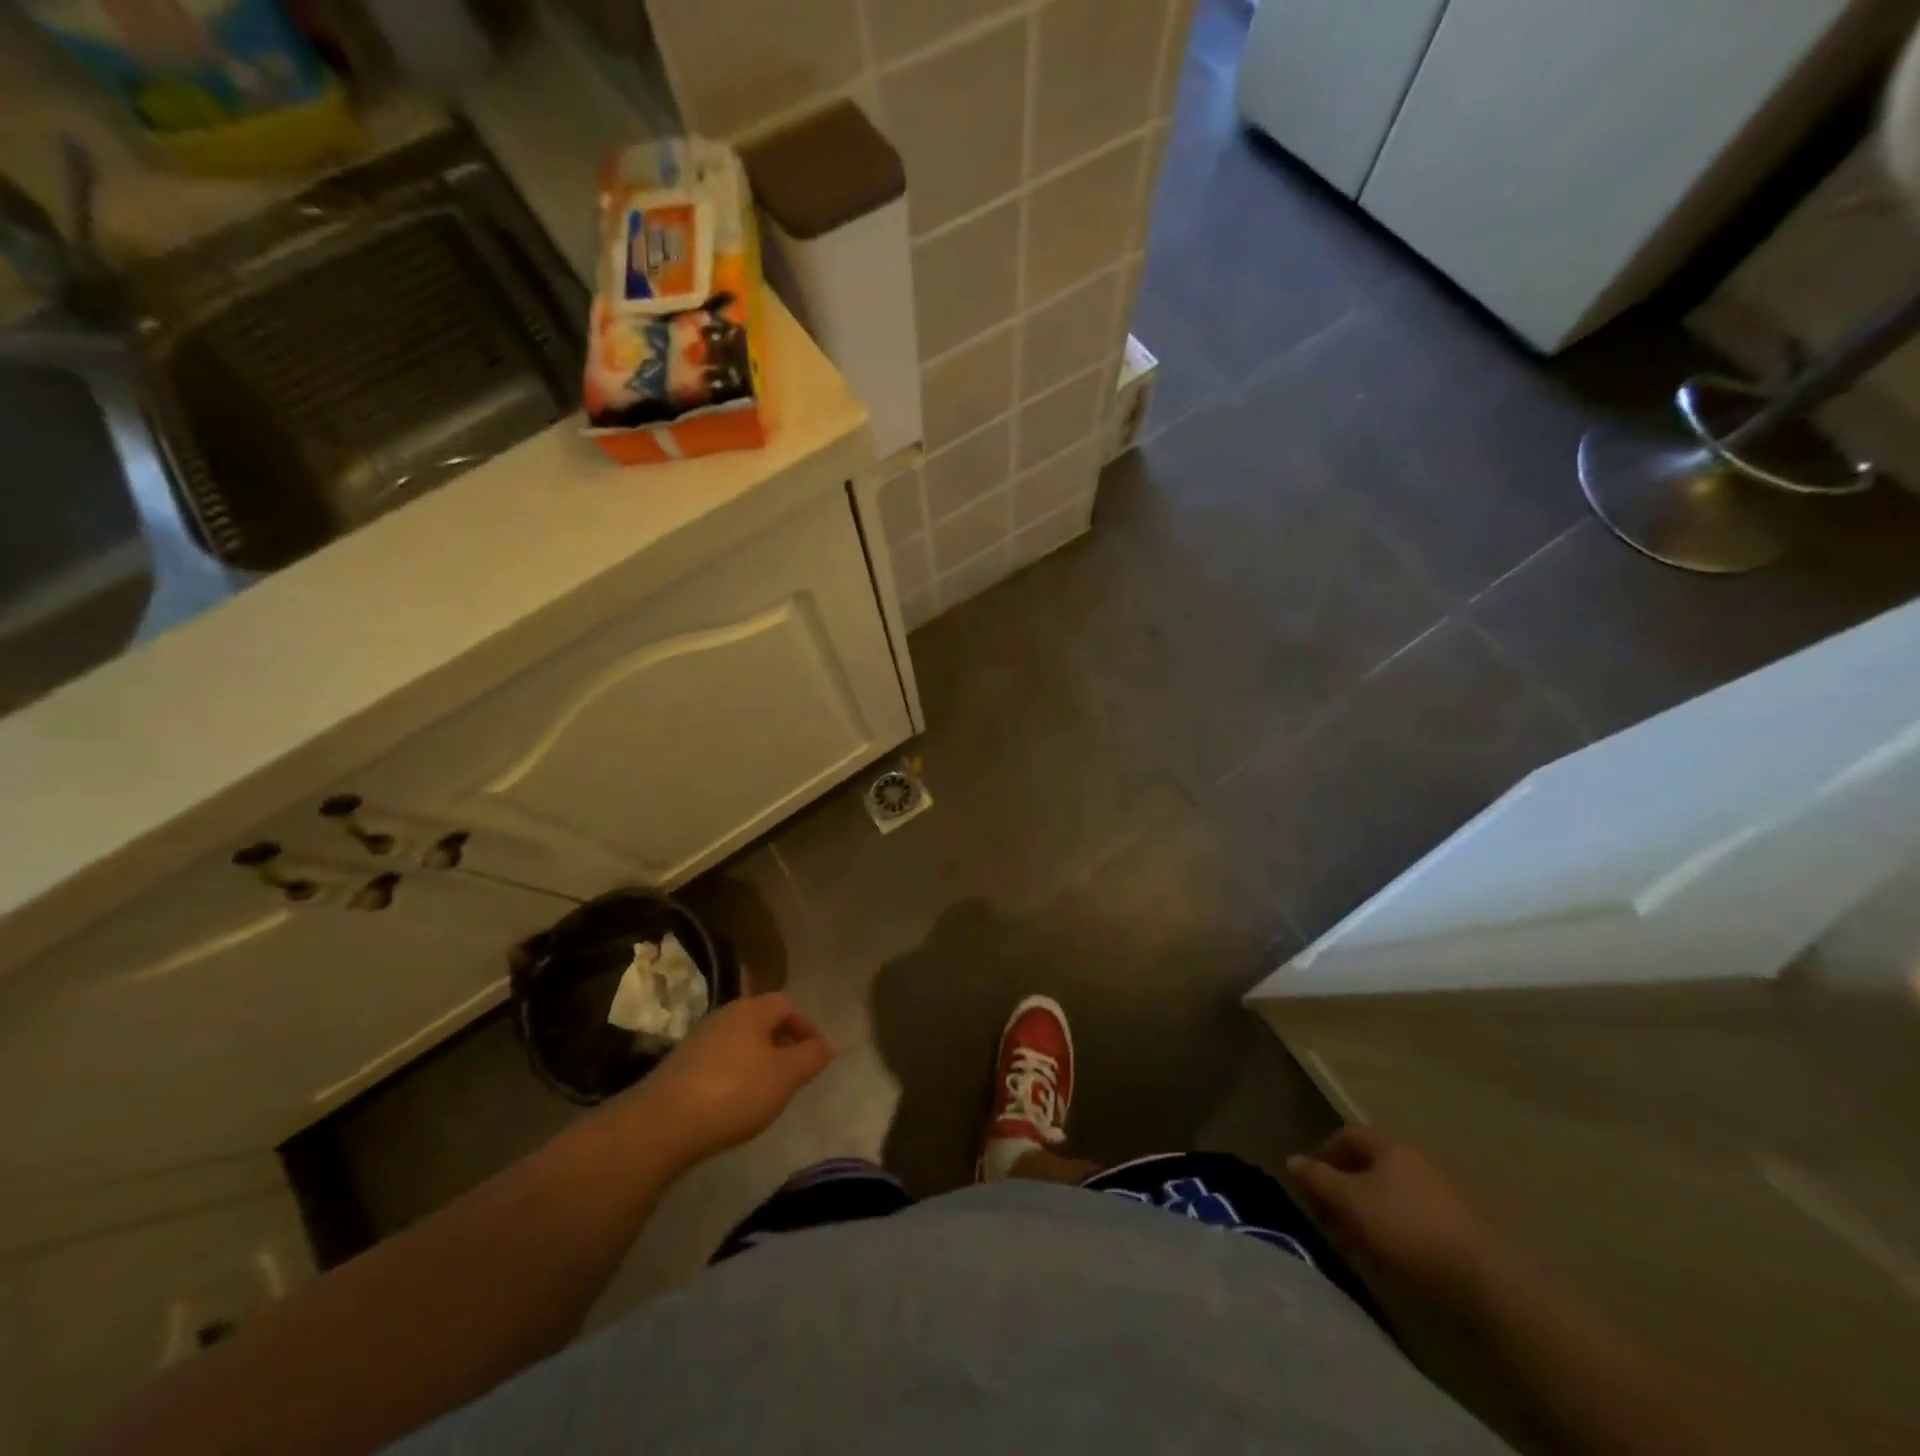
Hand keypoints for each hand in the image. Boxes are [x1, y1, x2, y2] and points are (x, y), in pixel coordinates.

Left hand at [630, 993, 833, 1166]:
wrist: (660, 1124)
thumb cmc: (733, 1092)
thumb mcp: (785, 1076)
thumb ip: (810, 1057)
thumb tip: (823, 1045)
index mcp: (751, 1010)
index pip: (786, 1004)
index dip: (806, 1026)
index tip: (815, 1056)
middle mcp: (723, 1016)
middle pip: (761, 1021)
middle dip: (782, 1044)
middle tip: (792, 1075)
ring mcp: (698, 1040)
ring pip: (739, 1042)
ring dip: (757, 1061)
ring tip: (765, 1093)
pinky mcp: (680, 1066)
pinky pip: (718, 1062)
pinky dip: (733, 1076)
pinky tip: (733, 1104)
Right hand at [1287, 1125, 1494, 1301]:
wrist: (1485, 1280)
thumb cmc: (1406, 1228)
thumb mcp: (1351, 1201)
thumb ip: (1319, 1179)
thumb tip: (1293, 1160)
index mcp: (1390, 1148)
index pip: (1348, 1134)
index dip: (1324, 1152)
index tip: (1309, 1181)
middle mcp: (1415, 1164)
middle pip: (1368, 1168)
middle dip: (1342, 1192)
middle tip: (1326, 1220)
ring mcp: (1439, 1198)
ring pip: (1388, 1199)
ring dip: (1363, 1218)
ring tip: (1352, 1248)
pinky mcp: (1455, 1232)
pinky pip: (1410, 1224)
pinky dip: (1389, 1236)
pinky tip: (1384, 1263)